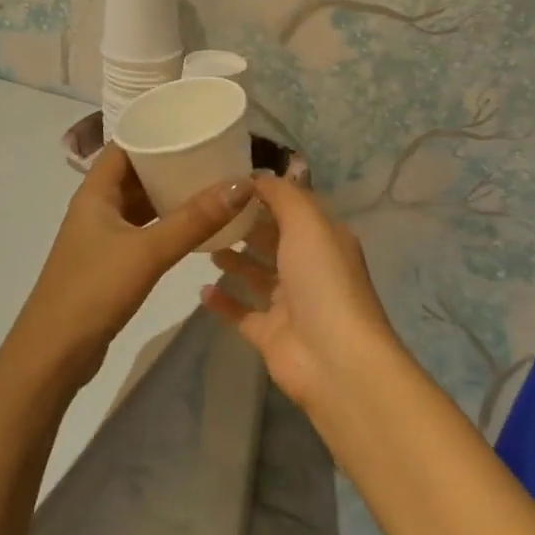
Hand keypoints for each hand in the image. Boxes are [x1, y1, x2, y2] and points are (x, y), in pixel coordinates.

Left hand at [11, 145, 252, 385]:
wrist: (55, 351)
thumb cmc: (95, 290)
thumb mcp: (148, 251)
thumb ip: (194, 219)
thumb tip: (243, 183)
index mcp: (95, 192)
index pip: (125, 146)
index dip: (155, 131)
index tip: (193, 125)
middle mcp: (96, 207)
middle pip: (135, 173)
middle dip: (170, 163)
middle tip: (213, 155)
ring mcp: (102, 236)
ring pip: (139, 204)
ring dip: (169, 195)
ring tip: (211, 185)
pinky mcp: (109, 262)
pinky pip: (142, 229)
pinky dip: (165, 223)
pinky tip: (193, 226)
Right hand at [203, 175, 404, 411]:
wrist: (334, 358)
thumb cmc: (322, 280)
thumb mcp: (307, 223)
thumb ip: (282, 196)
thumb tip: (257, 177)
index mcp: (324, 240)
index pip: (294, 208)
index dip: (266, 194)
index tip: (229, 181)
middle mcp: (309, 268)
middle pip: (274, 240)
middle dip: (247, 225)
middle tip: (209, 211)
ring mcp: (289, 304)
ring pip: (258, 275)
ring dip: (235, 259)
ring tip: (204, 244)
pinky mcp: (270, 334)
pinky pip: (242, 313)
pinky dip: (224, 302)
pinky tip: (201, 290)